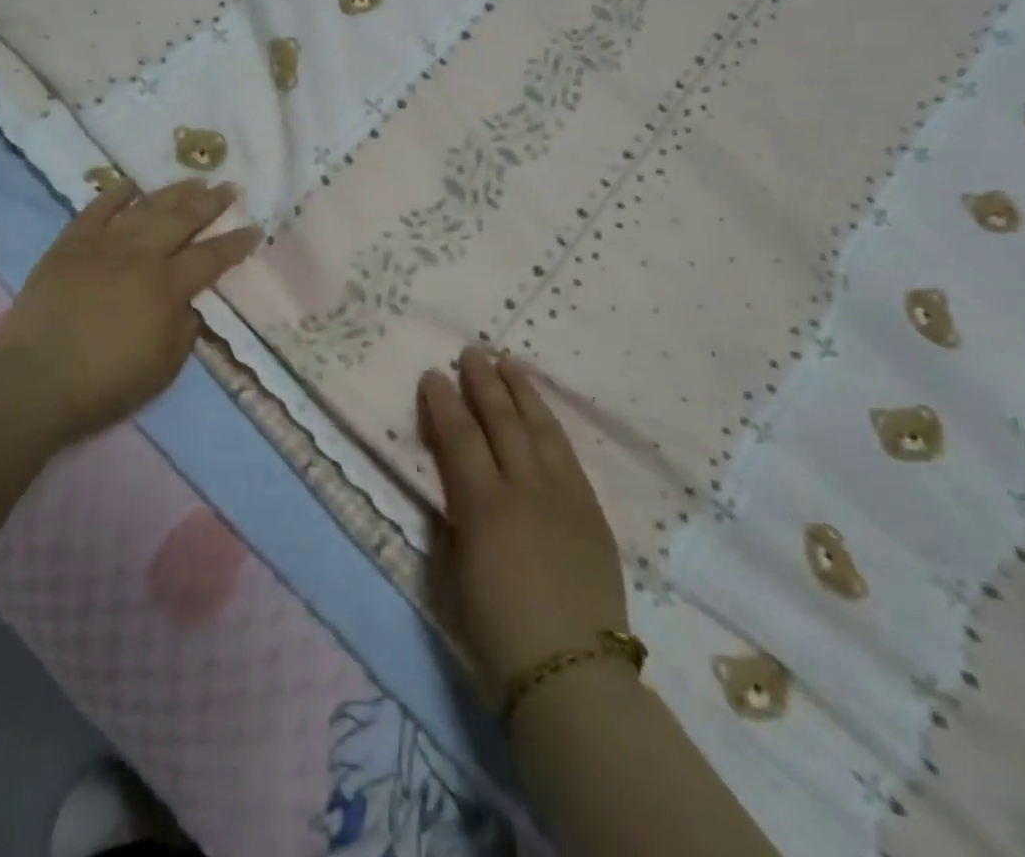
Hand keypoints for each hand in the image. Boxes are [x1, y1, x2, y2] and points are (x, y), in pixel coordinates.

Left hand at [0, 179, 262, 441]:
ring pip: (146, 208)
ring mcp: (103, 245)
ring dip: (173, 192)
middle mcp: (141, 256)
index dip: (237, 243)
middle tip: (229, 188)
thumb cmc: (106, 383)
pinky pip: (96, 210)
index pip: (212, 257)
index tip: (255, 229)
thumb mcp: (164, 367)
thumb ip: (185, 329)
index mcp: (168, 287)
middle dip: (212, 203)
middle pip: (183, 219)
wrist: (35, 381)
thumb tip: (189, 303)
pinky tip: (131, 185)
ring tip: (194, 181)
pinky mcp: (70, 245)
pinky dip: (115, 195)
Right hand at [419, 347, 627, 699]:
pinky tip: (543, 413)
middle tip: (472, 351)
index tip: (433, 374)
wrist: (572, 673)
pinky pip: (568, 453)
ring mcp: (564, 496)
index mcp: (484, 505)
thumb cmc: (497, 632)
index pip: (459, 436)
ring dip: (522, 392)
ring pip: (541, 427)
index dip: (443, 402)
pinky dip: (551, 425)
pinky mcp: (591, 510)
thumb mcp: (453, 573)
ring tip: (509, 363)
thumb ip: (452, 518)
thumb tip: (455, 486)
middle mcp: (526, 488)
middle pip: (502, 420)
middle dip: (484, 382)